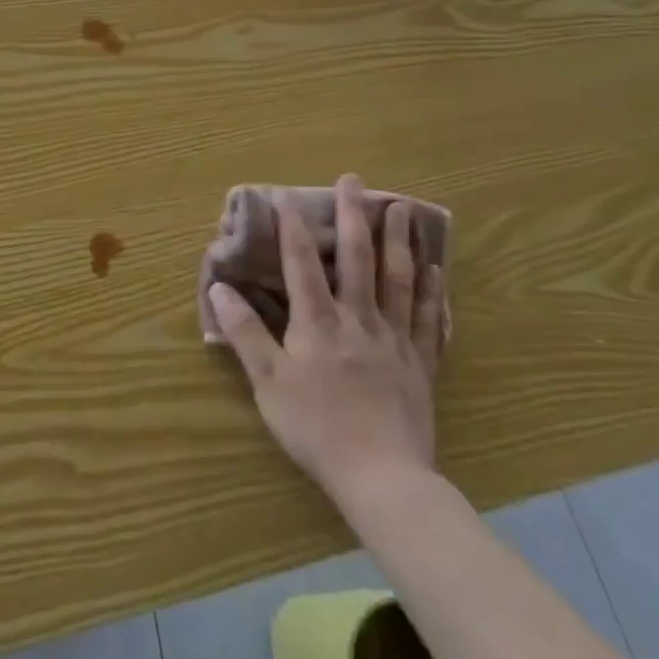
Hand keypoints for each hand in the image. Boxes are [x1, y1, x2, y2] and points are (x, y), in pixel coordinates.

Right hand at [207, 174, 447, 511]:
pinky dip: (433, 292)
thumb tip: (220, 287)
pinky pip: (430, 319)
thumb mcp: (268, 382)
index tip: (288, 195)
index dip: (294, 227)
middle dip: (353, 215)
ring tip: (400, 207)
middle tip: (355, 180)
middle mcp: (359, 319)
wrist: (383, 478)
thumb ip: (245, 333)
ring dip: (399, 240)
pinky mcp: (422, 363)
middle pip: (358, 258)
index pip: (303, 263)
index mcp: (319, 322)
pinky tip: (438, 269)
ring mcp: (395, 339)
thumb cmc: (317, 429)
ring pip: (400, 279)